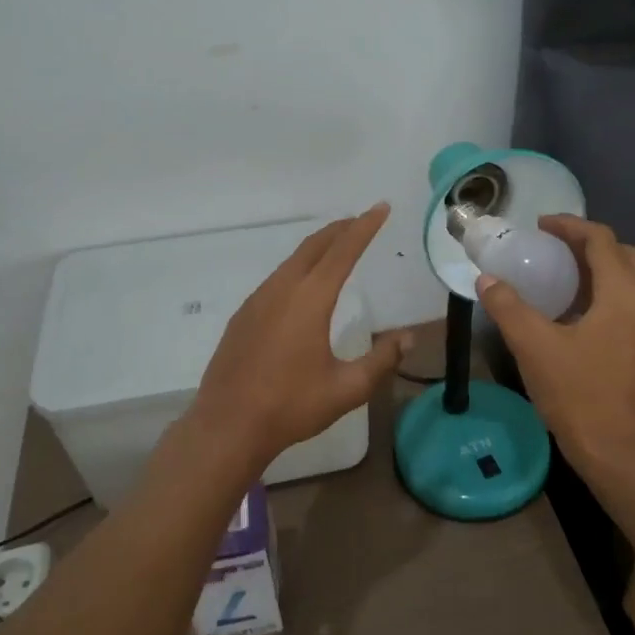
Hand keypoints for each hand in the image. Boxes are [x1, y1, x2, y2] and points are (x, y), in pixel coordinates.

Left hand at [182, 205, 409, 477]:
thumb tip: (408, 339)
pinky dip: (298, 267)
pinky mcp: (243, 316)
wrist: (227, 426)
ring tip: (337, 246)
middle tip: (362, 219)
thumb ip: (381, 361)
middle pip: (314, 247)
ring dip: (318, 248)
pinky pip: (276, 279)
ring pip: (292, 261)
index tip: (380, 208)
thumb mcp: (346, 389)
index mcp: (309, 300)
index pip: (343, 251)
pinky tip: (303, 285)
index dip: (364, 227)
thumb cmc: (290, 406)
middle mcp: (281, 290)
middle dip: (340, 229)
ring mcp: (257, 301)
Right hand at [474, 216, 634, 477]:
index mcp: (625, 294)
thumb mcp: (534, 348)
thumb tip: (487, 279)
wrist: (621, 454)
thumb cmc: (579, 396)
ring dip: (603, 267)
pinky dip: (611, 291)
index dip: (570, 226)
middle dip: (590, 243)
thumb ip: (508, 307)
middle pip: (625, 254)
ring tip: (565, 275)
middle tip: (554, 248)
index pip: (601, 240)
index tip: (541, 226)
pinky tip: (582, 311)